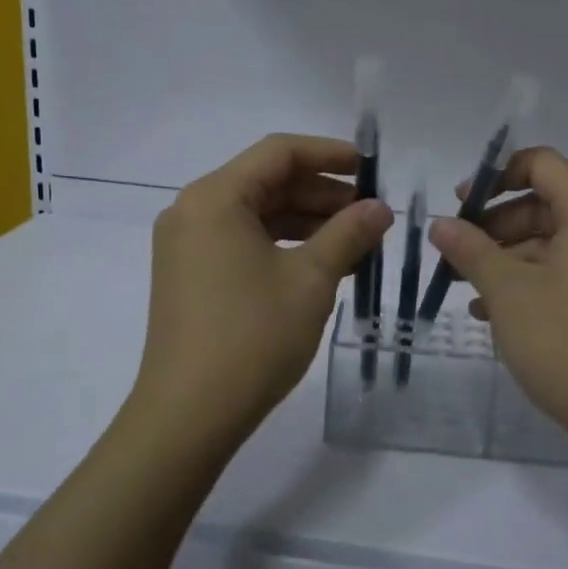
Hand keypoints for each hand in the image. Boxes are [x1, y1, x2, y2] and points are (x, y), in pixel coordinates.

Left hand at [129, 134, 392, 445]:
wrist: (188, 415)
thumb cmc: (252, 337)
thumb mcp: (311, 280)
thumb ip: (348, 234)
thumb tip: (380, 209)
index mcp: (215, 197)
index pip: (279, 152)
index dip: (330, 154)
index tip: (371, 168)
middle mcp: (193, 210)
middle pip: (266, 181)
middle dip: (322, 193)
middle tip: (371, 213)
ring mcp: (187, 244)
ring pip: (256, 213)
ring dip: (306, 220)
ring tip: (355, 240)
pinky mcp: (190, 274)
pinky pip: (242, 240)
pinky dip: (282, 244)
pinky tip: (321, 262)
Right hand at [429, 147, 567, 449]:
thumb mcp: (508, 292)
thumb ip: (471, 249)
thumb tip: (441, 224)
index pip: (543, 164)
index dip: (497, 176)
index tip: (462, 204)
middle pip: (547, 204)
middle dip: (496, 226)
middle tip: (457, 254)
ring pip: (557, 242)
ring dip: (510, 259)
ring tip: (470, 291)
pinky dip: (535, 281)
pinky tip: (499, 313)